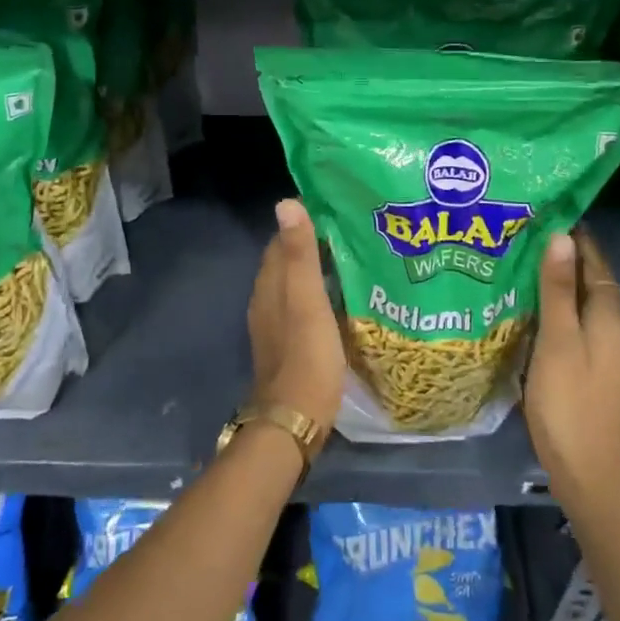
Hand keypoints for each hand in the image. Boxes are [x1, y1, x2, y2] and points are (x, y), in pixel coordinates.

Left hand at [245, 198, 346, 441]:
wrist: (295, 417)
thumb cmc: (306, 355)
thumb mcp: (307, 300)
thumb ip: (299, 255)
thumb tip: (286, 203)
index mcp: (269, 285)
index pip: (281, 241)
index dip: (304, 223)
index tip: (335, 210)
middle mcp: (266, 301)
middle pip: (286, 263)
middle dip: (313, 246)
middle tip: (351, 233)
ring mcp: (275, 326)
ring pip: (294, 287)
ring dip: (317, 272)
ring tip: (353, 261)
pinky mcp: (288, 346)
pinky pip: (302, 308)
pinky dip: (319, 297)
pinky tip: (341, 300)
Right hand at [524, 229, 619, 500]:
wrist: (586, 471)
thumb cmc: (567, 402)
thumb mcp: (557, 341)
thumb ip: (559, 291)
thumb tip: (562, 238)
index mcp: (610, 320)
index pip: (599, 265)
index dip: (580, 239)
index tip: (551, 213)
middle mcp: (615, 332)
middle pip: (595, 284)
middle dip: (569, 258)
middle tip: (530, 235)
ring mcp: (606, 355)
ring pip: (586, 306)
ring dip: (564, 284)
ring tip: (526, 265)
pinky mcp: (593, 372)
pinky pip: (578, 326)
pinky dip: (560, 309)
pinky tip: (534, 312)